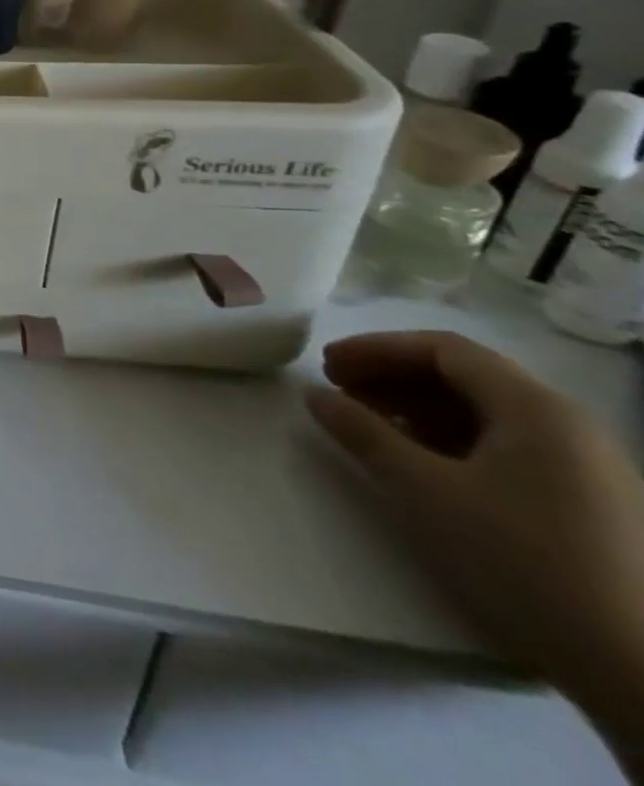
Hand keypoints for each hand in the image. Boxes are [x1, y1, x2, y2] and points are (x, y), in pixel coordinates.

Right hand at [307, 331, 643, 699]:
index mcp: (535, 408)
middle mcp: (568, 424)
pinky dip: (452, 439)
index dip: (375, 349)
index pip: (441, 349)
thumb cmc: (524, 559)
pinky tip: (423, 464)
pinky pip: (508, 445)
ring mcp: (587, 466)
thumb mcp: (424, 490)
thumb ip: (363, 433)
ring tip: (370, 428)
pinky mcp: (591, 502)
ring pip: (485, 412)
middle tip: (338, 392)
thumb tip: (315, 394)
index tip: (325, 366)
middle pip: (464, 376)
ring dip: (417, 408)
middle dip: (392, 377)